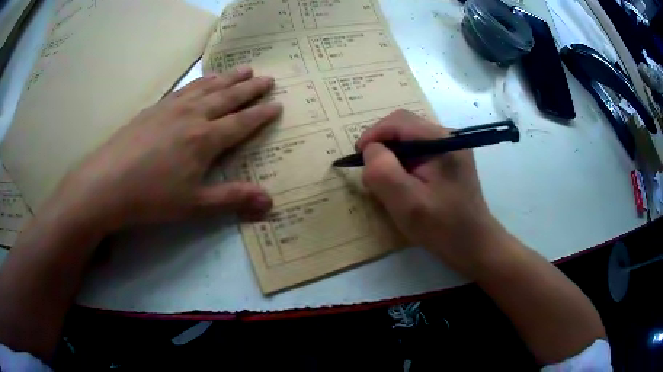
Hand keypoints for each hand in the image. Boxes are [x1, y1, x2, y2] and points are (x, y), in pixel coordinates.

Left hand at [50, 66, 281, 233]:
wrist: (107, 182)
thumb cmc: (152, 197)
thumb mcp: (195, 204)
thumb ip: (233, 199)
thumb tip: (271, 202)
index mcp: (205, 139)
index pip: (241, 122)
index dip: (261, 114)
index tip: (277, 103)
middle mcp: (193, 116)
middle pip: (228, 97)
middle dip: (250, 88)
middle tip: (268, 77)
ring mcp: (172, 108)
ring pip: (207, 87)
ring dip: (228, 78)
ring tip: (243, 69)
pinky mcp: (156, 107)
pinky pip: (185, 88)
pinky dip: (201, 81)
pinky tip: (203, 80)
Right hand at [357, 109, 503, 275]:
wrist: (473, 245)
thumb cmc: (442, 227)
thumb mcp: (406, 202)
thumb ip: (383, 171)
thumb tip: (371, 150)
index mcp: (442, 141)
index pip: (399, 122)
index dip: (373, 135)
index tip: (357, 158)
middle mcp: (448, 138)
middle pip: (404, 128)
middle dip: (382, 146)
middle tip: (371, 173)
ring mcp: (451, 149)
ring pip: (410, 140)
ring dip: (392, 157)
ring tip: (385, 183)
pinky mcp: (450, 162)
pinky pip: (418, 153)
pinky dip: (403, 164)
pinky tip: (403, 185)